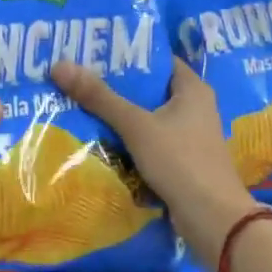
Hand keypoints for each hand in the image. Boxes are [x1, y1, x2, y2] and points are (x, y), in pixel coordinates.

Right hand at [50, 58, 260, 260]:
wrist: (212, 218)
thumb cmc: (180, 161)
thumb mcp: (136, 126)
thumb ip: (100, 97)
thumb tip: (59, 65)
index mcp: (193, 89)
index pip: (158, 60)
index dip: (128, 55)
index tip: (94, 53)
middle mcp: (195, 107)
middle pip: (150, 90)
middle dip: (117, 87)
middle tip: (79, 79)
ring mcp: (190, 136)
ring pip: (148, 118)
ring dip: (120, 117)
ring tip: (81, 106)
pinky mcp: (182, 161)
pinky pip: (150, 143)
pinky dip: (129, 141)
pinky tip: (101, 140)